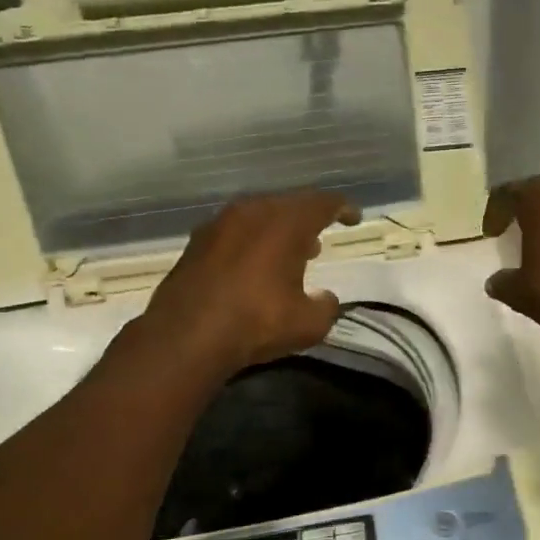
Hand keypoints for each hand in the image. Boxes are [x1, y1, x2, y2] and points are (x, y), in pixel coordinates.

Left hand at [135, 191, 360, 370]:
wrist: (186, 336)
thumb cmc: (257, 322)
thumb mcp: (309, 323)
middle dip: (308, 220)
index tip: (354, 218)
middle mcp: (253, 212)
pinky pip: (235, 232)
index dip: (343, 209)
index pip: (323, 203)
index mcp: (286, 223)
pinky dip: (252, 242)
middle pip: (289, 205)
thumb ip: (326, 306)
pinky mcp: (196, 243)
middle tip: (319, 240)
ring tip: (289, 255)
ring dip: (278, 231)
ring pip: (259, 216)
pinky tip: (253, 267)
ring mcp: (219, 224)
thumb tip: (325, 298)